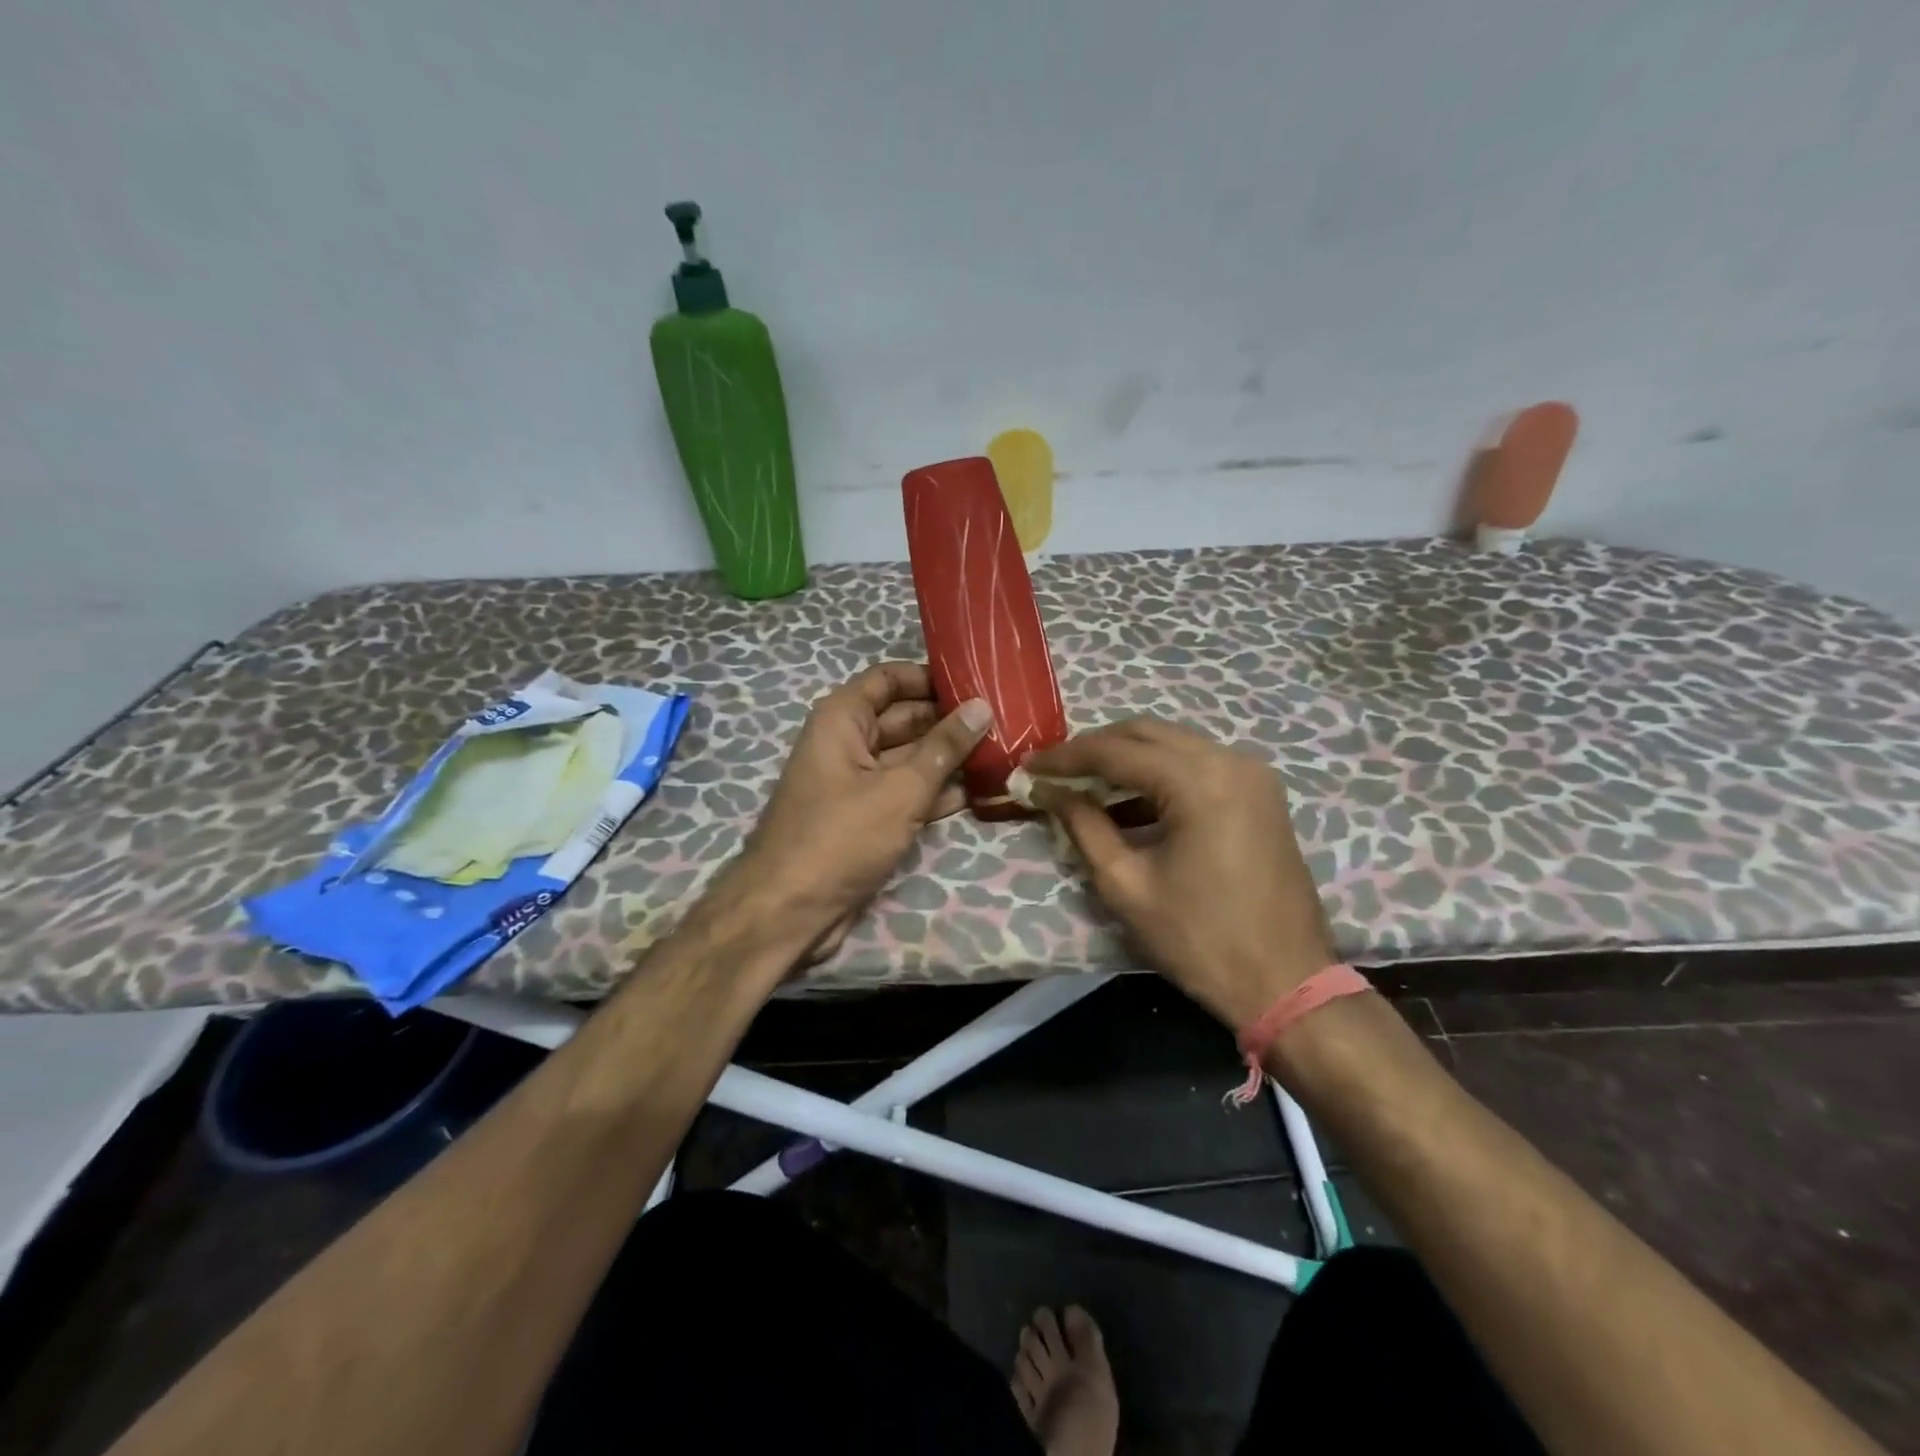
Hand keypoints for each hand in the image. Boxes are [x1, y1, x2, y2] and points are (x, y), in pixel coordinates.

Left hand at [739, 662, 992, 959]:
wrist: (790, 911)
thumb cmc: (841, 837)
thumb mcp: (900, 789)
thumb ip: (943, 747)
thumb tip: (981, 706)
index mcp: (842, 720)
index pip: (889, 679)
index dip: (929, 677)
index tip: (976, 682)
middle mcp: (847, 743)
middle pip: (904, 719)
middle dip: (948, 721)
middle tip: (1003, 720)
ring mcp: (856, 783)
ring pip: (909, 759)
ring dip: (948, 760)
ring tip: (1001, 753)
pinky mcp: (866, 819)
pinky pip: (905, 793)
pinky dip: (935, 793)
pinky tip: (976, 793)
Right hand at [1025, 718, 1335, 1029]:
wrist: (1287, 984)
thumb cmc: (1200, 939)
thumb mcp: (1127, 885)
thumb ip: (1083, 826)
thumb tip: (1048, 791)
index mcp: (1199, 782)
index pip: (1116, 751)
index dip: (1066, 757)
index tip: (1029, 767)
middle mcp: (1230, 761)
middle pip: (1146, 733)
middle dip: (1095, 747)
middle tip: (1055, 771)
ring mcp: (1251, 774)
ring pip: (1172, 744)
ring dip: (1126, 757)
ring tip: (1084, 783)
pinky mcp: (1260, 793)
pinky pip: (1197, 764)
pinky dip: (1159, 773)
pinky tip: (1130, 799)